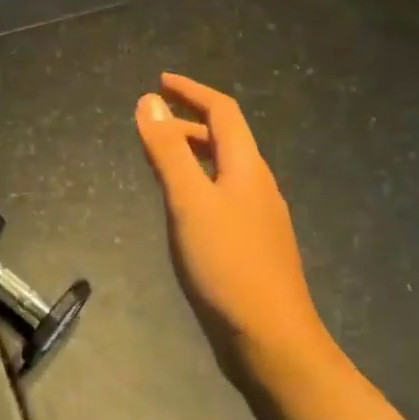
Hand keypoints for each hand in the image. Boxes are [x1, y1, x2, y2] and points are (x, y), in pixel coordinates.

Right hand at [134, 74, 328, 383]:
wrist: (271, 339)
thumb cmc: (227, 265)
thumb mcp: (189, 202)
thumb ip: (168, 151)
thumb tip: (147, 100)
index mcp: (247, 169)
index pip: (223, 112)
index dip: (192, 91)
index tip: (160, 80)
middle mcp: (258, 186)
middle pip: (225, 139)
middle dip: (188, 122)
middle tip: (150, 123)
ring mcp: (259, 217)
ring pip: (224, 170)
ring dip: (192, 153)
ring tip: (159, 158)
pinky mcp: (252, 245)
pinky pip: (222, 196)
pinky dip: (198, 183)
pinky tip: (182, 206)